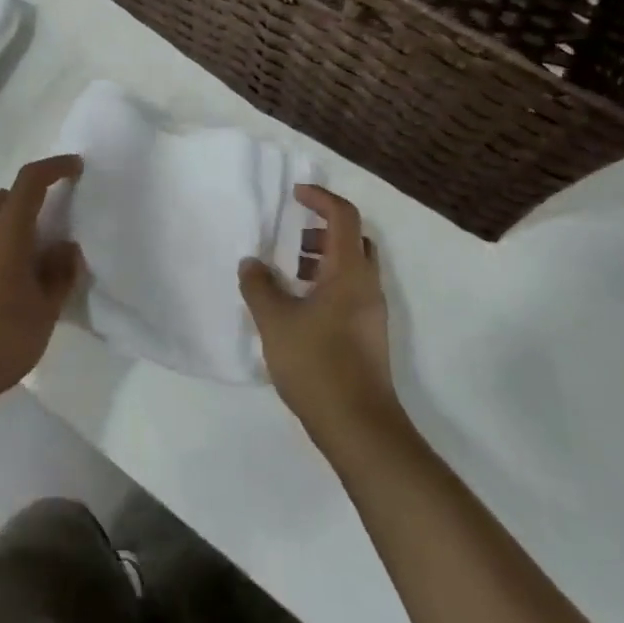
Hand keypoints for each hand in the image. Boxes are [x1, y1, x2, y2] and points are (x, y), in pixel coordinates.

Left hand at [0, 155, 83, 413]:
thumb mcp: (45, 310)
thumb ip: (59, 274)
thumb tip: (65, 248)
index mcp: (6, 233)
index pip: (30, 182)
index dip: (54, 168)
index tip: (77, 168)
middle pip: (6, 195)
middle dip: (32, 194)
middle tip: (58, 214)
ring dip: (16, 220)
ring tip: (41, 251)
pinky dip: (3, 241)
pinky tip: (17, 275)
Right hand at [239, 186, 401, 449]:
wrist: (360, 428)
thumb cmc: (318, 364)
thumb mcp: (275, 322)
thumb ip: (259, 286)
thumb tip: (251, 263)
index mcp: (349, 272)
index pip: (343, 216)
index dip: (320, 198)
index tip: (295, 194)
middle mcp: (367, 286)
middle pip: (354, 239)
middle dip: (323, 229)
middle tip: (293, 238)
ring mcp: (372, 313)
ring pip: (353, 268)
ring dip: (324, 259)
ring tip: (290, 275)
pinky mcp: (368, 336)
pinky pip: (350, 292)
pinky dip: (328, 284)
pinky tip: (300, 309)